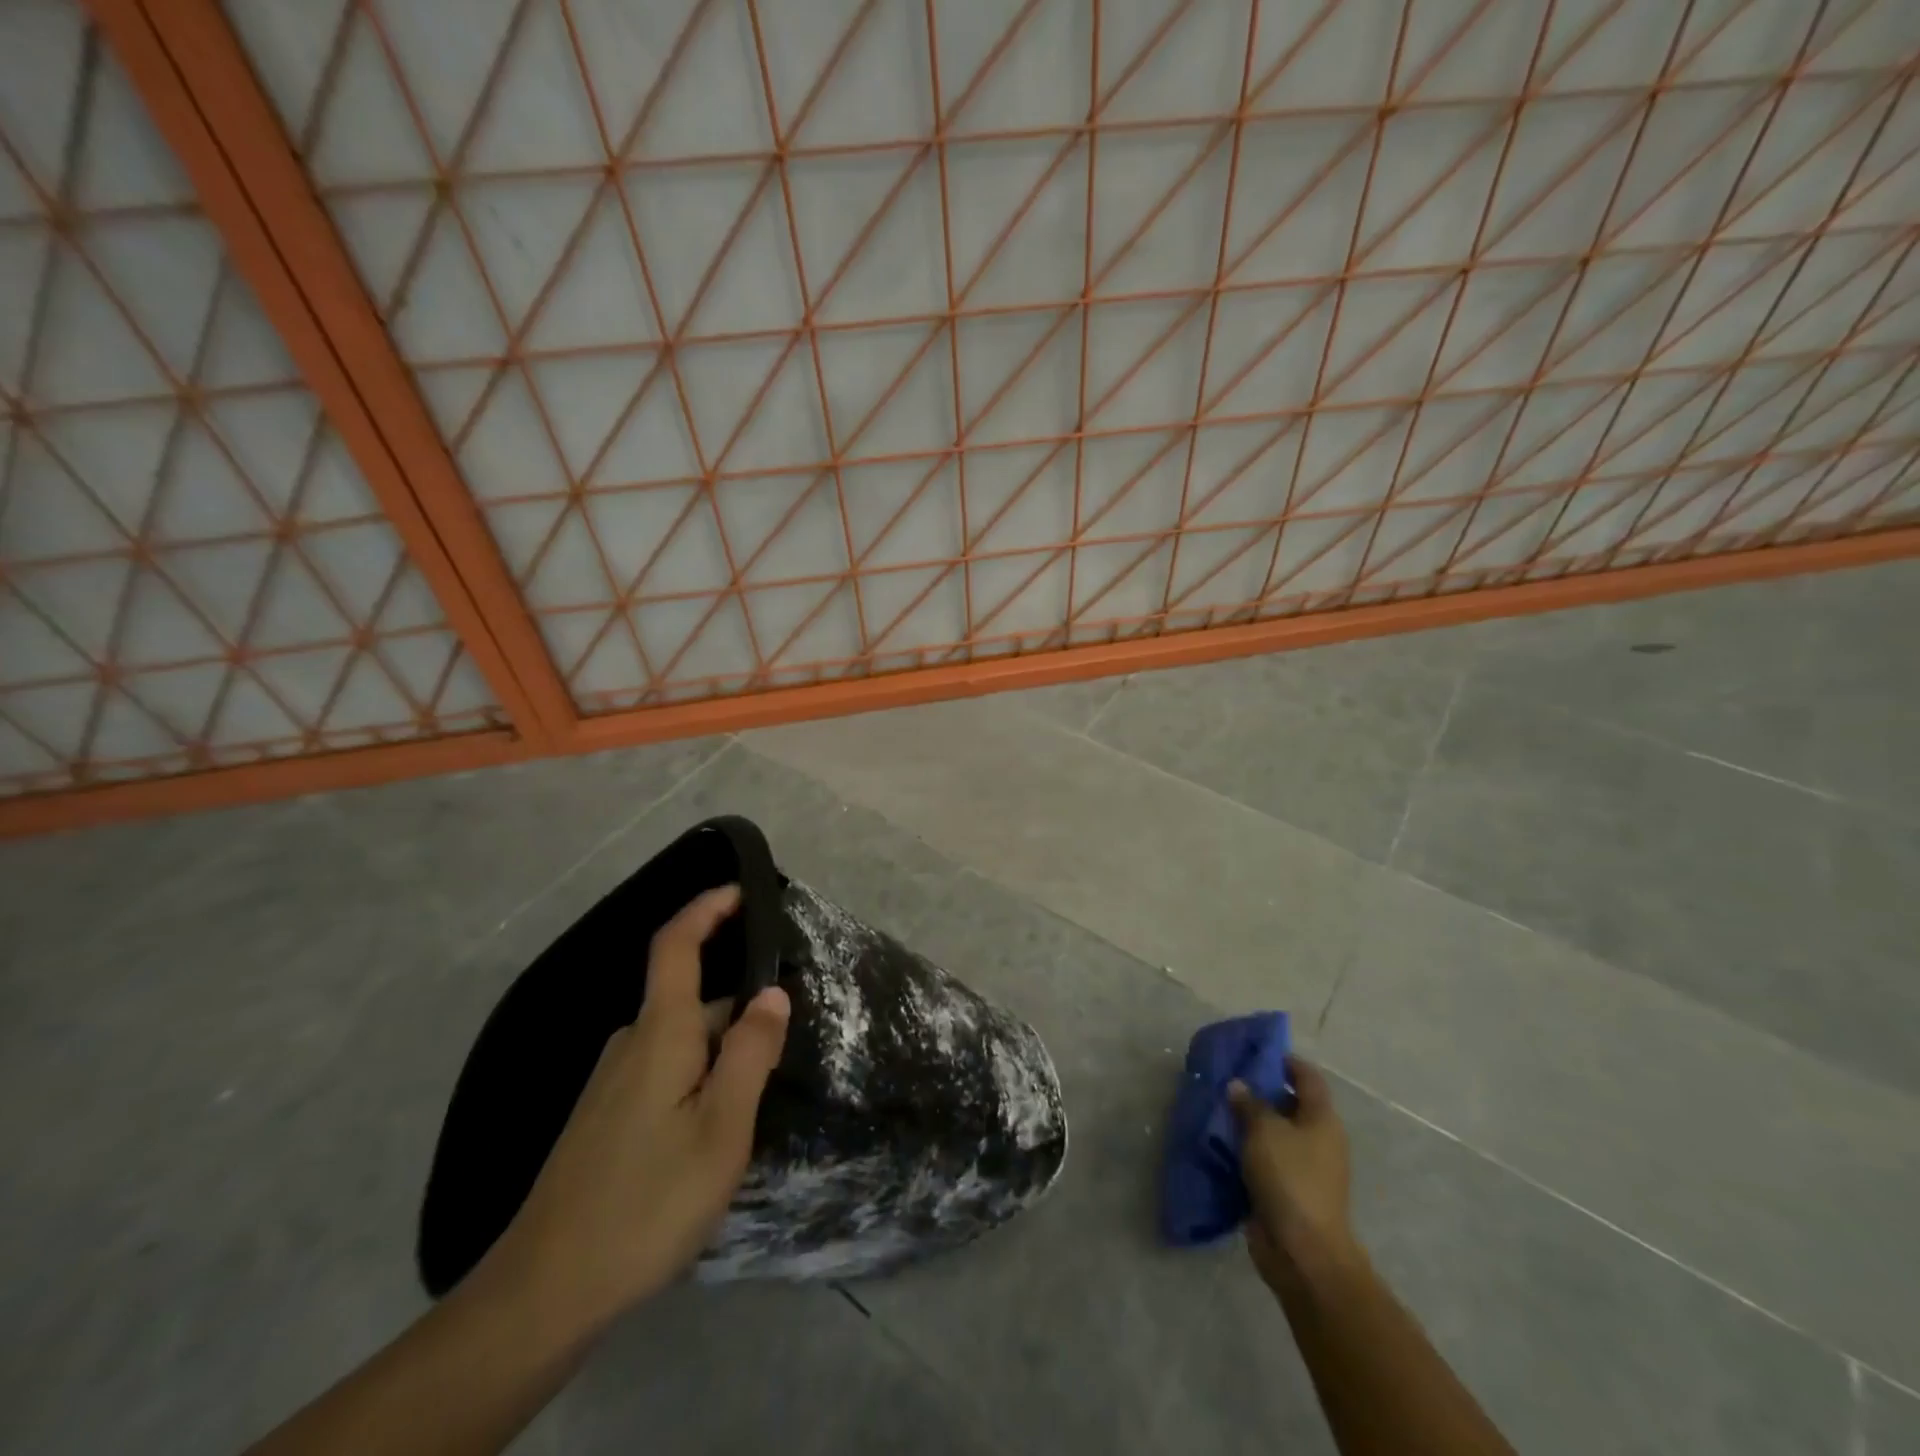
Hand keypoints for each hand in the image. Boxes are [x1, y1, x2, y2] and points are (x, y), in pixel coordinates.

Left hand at [489, 884, 790, 1332]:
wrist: (544, 1291)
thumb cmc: (647, 1202)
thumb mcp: (721, 1128)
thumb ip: (750, 1053)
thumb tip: (773, 993)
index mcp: (660, 1033)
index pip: (676, 946)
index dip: (706, 909)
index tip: (742, 892)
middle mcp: (631, 1044)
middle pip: (691, 1000)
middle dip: (739, 1008)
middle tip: (785, 1047)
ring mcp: (613, 1083)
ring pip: (682, 1042)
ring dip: (722, 1050)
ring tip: (759, 1099)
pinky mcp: (606, 1118)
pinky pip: (665, 1071)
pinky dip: (700, 1076)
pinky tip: (715, 1129)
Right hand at [1229, 1058, 1360, 1290]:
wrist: (1304, 1253)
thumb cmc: (1290, 1179)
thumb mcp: (1264, 1131)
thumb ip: (1249, 1103)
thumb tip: (1238, 1086)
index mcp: (1321, 1119)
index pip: (1307, 1077)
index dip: (1284, 1061)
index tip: (1253, 1052)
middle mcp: (1317, 1139)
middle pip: (1288, 1104)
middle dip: (1258, 1091)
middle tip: (1225, 1080)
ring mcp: (1303, 1168)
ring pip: (1273, 1134)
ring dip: (1248, 1123)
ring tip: (1215, 1109)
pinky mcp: (1286, 1191)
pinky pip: (1264, 1160)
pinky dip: (1245, 1151)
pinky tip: (1219, 1144)